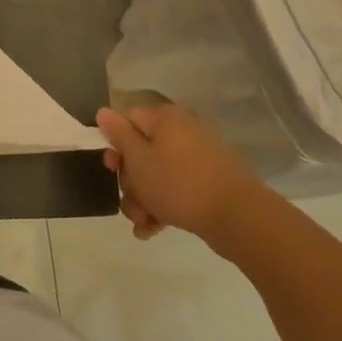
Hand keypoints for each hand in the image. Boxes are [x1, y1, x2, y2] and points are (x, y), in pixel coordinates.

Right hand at [96, 105, 266, 245]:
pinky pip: (177, 188)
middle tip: (131, 201)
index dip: (114, 145)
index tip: (111, 169)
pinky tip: (154, 229)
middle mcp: (182, 132)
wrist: (238, 217)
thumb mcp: (138, 159)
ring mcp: (198, 158)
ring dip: (144, 199)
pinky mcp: (210, 182)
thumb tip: (104, 111)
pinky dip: (164, 205)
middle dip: (130, 182)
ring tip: (143, 223)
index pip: (128, 121)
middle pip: (142, 151)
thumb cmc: (178, 184)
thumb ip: (118, 134)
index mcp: (165, 119)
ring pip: (158, 174)